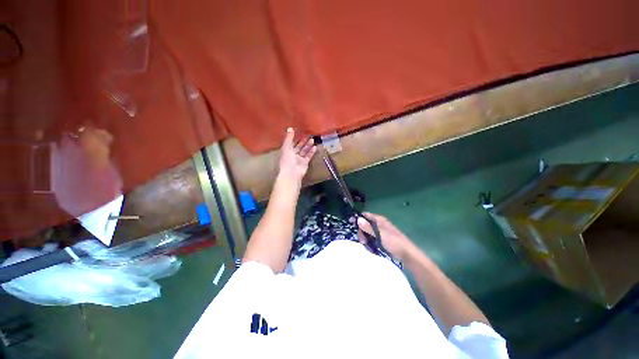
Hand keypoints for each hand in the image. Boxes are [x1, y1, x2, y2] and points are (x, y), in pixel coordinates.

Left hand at [278, 128, 315, 181]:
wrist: (291, 172)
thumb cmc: (287, 159)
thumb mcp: (287, 147)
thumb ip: (289, 138)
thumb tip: (290, 128)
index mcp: (286, 150)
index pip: (291, 143)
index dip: (295, 138)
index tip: (300, 132)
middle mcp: (292, 155)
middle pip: (298, 146)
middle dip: (303, 141)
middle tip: (309, 135)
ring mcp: (299, 159)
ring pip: (304, 151)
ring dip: (308, 145)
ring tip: (313, 139)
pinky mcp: (305, 163)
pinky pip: (308, 156)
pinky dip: (311, 152)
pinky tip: (315, 147)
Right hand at [357, 212, 415, 260]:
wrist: (407, 255)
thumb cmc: (394, 243)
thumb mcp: (380, 234)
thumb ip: (368, 227)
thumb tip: (358, 219)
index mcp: (380, 220)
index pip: (366, 215)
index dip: (358, 218)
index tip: (351, 224)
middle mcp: (380, 224)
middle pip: (366, 224)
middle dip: (362, 231)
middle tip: (362, 240)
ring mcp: (381, 231)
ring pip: (368, 232)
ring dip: (365, 237)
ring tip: (366, 245)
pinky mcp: (382, 239)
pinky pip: (372, 238)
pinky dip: (370, 241)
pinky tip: (370, 247)